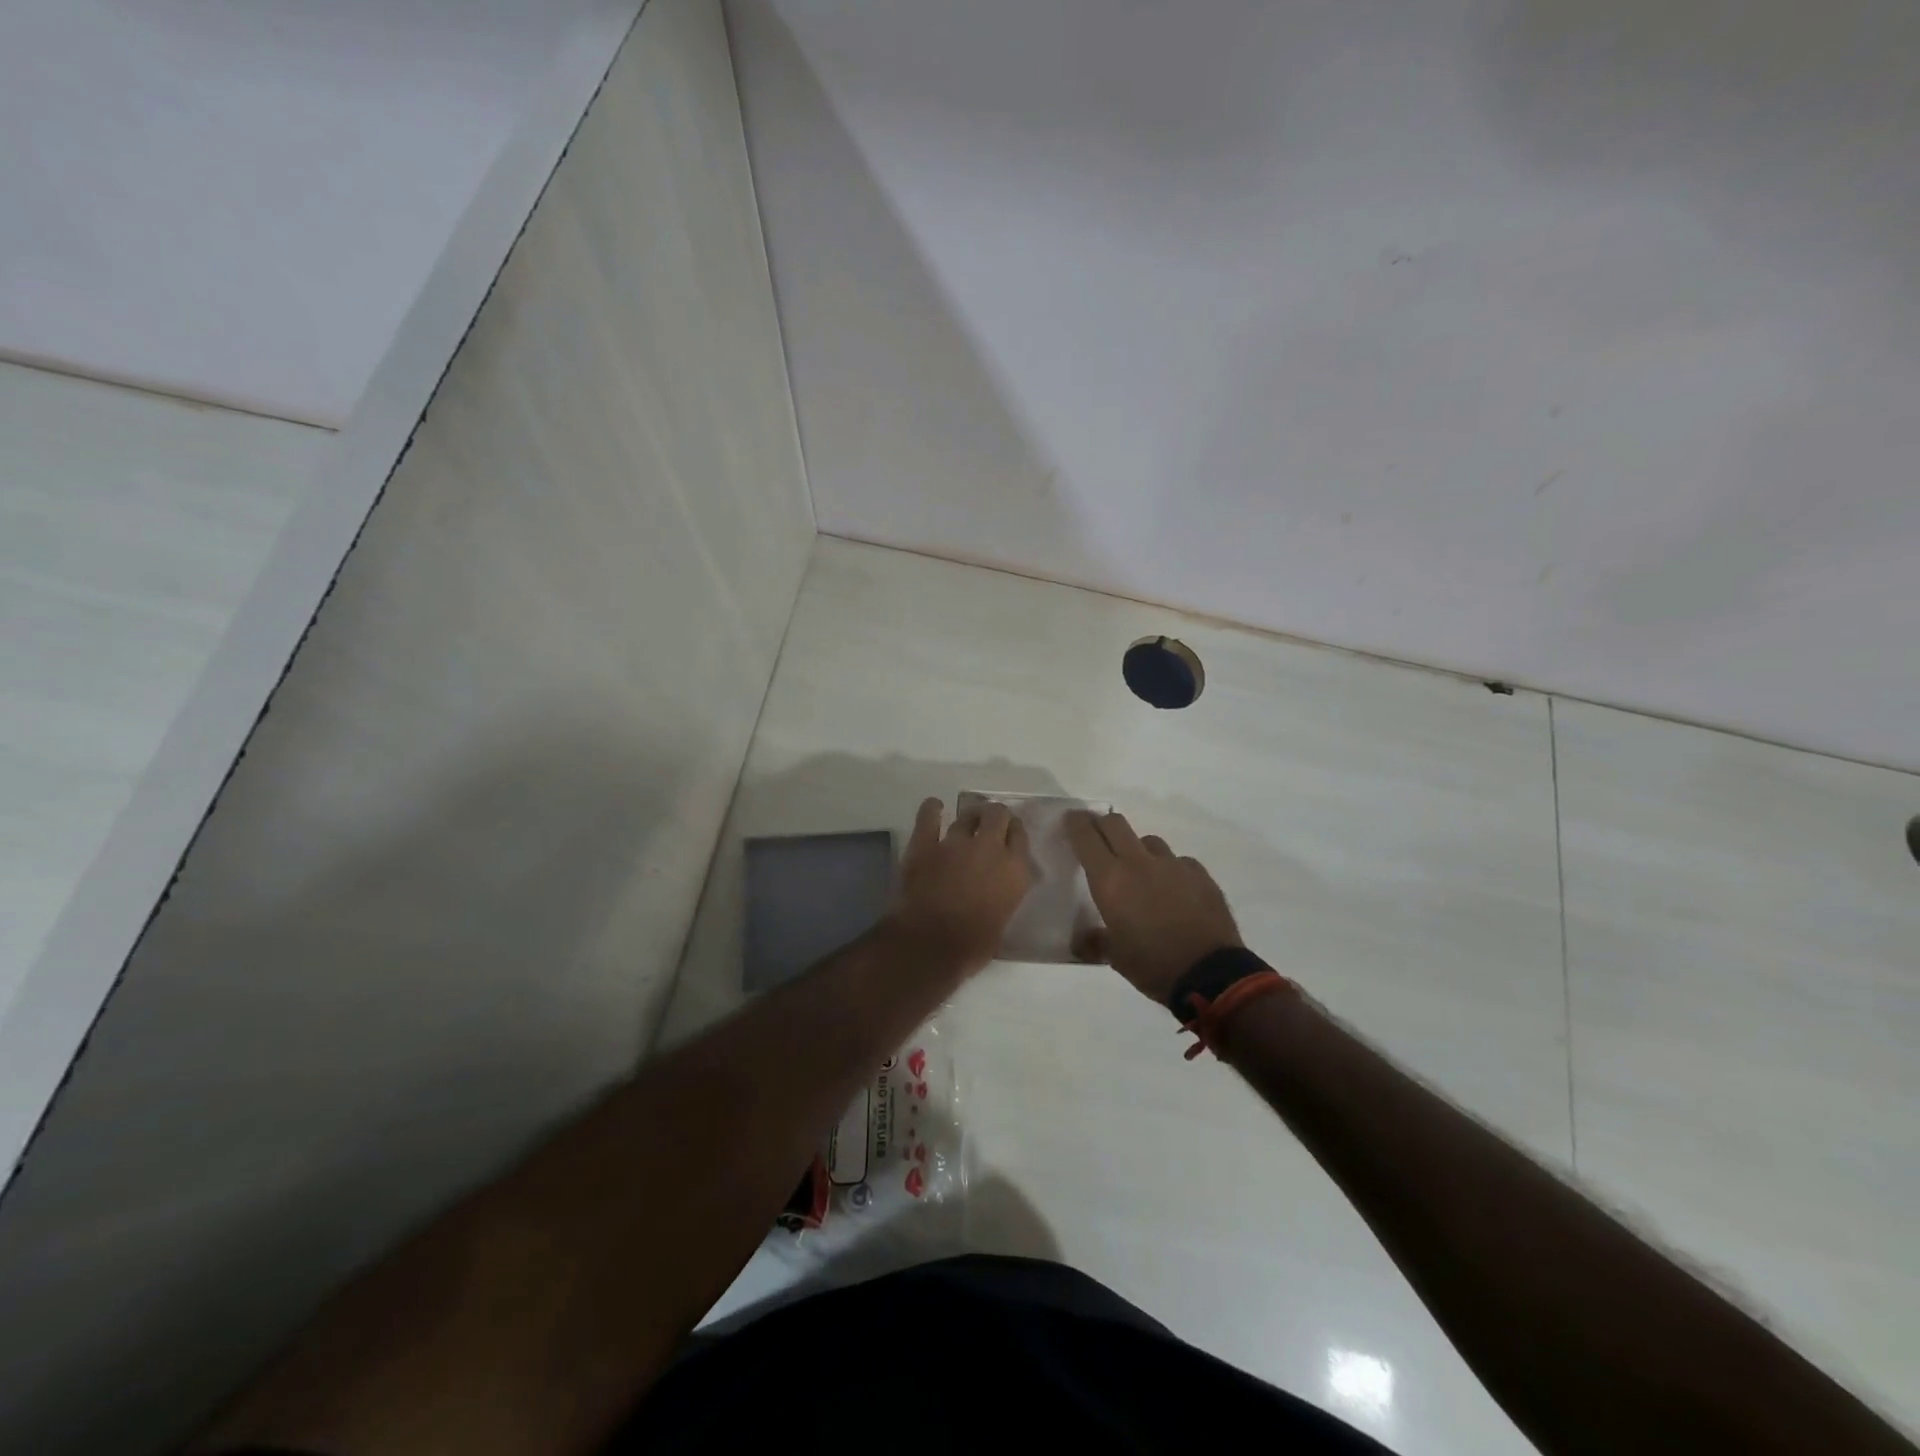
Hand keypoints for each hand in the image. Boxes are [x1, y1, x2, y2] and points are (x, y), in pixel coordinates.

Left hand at [888, 797, 1034, 972]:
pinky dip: (932, 809)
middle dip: (995, 816)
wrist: (930, 947)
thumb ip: (1005, 895)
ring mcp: (955, 843)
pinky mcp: (925, 844)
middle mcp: (989, 849)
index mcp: (1014, 870)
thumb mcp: (1003, 920)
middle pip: (997, 815)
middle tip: (990, 823)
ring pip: (967, 815)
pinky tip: (934, 806)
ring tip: (968, 820)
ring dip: (969, 817)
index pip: (1020, 836)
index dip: (1014, 832)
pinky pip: (928, 817)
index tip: (1009, 835)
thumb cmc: (972, 946)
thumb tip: (998, 888)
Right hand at [1065, 811, 1243, 1005]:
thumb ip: (1095, 942)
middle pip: (1116, 823)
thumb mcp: (1115, 957)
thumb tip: (1081, 941)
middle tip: (1098, 839)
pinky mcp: (1200, 873)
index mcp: (1110, 880)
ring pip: (1148, 841)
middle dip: (1103, 825)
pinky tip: (1174, 890)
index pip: (1086, 837)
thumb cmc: (1153, 965)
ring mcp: (1173, 865)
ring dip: (1138, 849)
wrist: (1210, 974)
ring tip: (1141, 872)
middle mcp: (1139, 863)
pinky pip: (1178, 861)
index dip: (1075, 823)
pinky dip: (1170, 869)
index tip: (1071, 820)